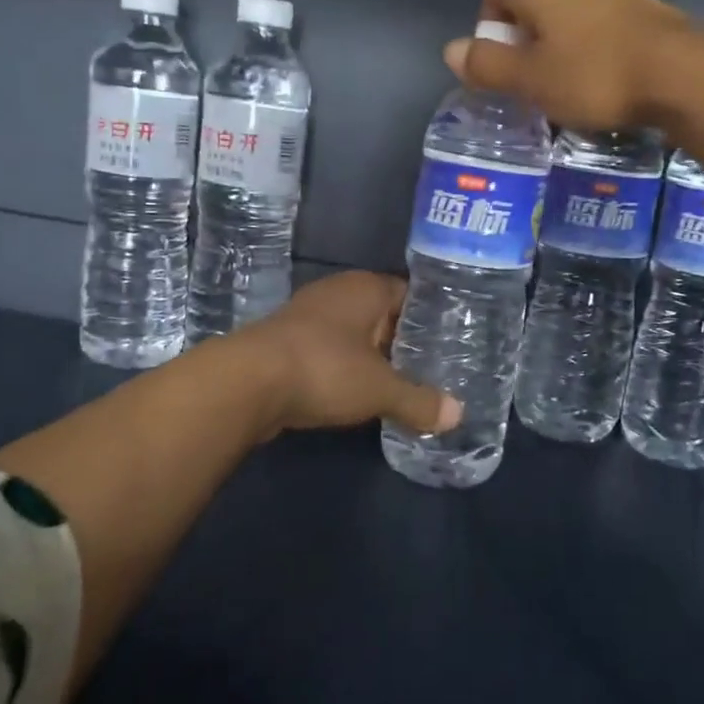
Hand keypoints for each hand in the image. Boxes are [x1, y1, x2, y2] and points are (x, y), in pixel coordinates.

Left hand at [236, 272, 460, 437]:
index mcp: (366, 287)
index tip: (454, 340)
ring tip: (404, 384)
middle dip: (404, 342)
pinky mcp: (288, 344)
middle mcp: (338, 293)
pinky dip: (347, 370)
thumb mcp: (380, 389)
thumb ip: (419, 401)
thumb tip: (457, 415)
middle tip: (436, 368)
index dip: (432, 318)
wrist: (246, 384)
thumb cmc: (324, 369)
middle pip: (383, 315)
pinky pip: (331, 353)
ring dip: (373, 359)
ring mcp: (308, 317)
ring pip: (355, 336)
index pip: (411, 294)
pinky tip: (362, 394)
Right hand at [442, 0, 687, 129]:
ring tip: (564, 78)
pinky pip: (599, 18)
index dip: (487, 23)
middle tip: (528, 75)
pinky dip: (589, 40)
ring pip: (568, 7)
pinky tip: (600, 73)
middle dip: (523, 32)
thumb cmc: (592, 76)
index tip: (498, 60)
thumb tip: (451, 50)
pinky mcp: (641, 4)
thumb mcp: (528, 80)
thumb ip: (486, 64)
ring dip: (558, 37)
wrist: (679, 73)